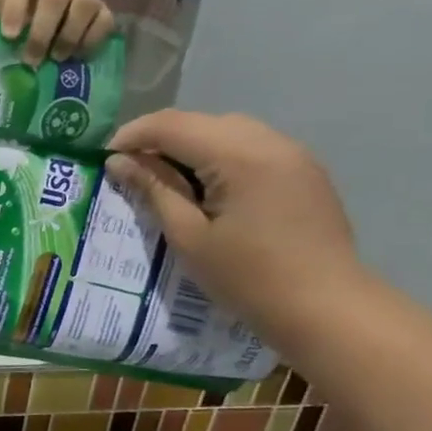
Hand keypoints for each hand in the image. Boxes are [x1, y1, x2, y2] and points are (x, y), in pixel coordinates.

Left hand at [0, 0, 115, 65]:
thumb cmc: (26, 12)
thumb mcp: (10, 17)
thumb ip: (9, 31)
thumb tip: (11, 58)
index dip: (13, 13)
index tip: (8, 36)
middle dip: (42, 34)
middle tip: (31, 60)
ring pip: (85, 6)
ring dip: (70, 36)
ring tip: (57, 58)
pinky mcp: (100, 10)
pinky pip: (105, 21)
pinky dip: (93, 40)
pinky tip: (78, 57)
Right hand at [106, 110, 363, 344]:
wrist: (327, 308)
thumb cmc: (248, 278)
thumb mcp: (188, 236)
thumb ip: (154, 190)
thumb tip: (119, 161)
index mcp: (239, 156)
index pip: (172, 125)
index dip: (133, 135)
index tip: (105, 159)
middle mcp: (269, 141)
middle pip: (200, 122)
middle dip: (160, 139)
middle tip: (130, 170)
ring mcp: (293, 153)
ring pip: (226, 131)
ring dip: (189, 146)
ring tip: (163, 178)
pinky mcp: (303, 170)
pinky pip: (250, 147)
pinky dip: (218, 156)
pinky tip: (205, 187)